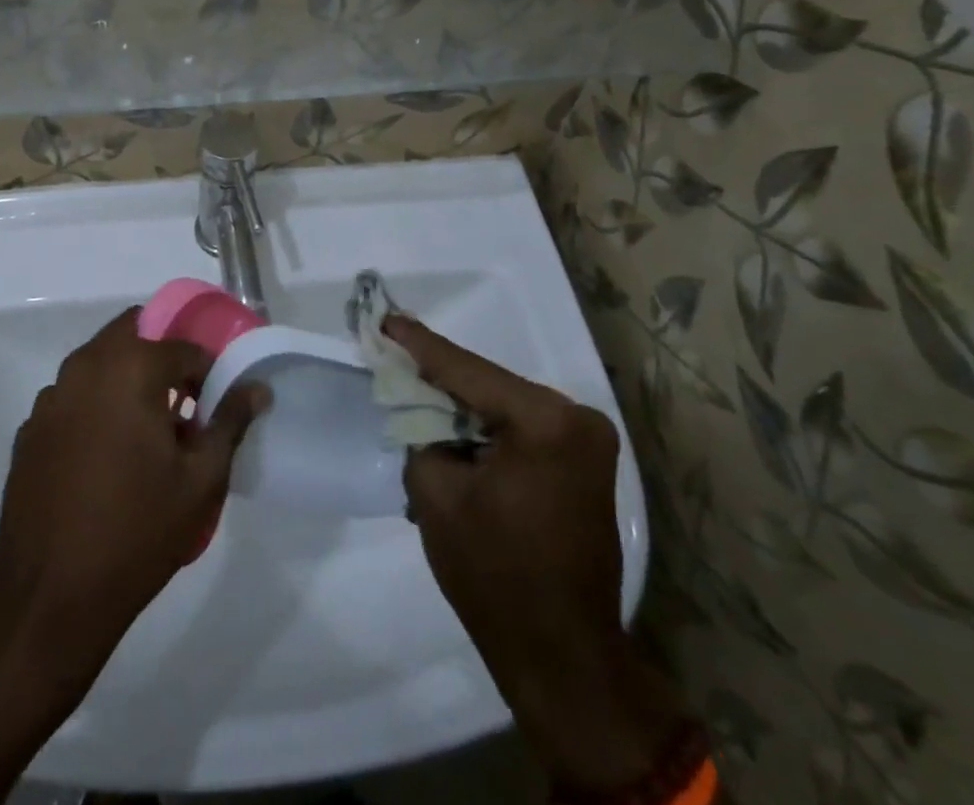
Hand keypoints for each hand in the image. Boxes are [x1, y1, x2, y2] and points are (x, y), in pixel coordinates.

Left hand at [0, 310, 261, 804]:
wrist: (49, 596)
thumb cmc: (137, 532)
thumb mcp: (200, 481)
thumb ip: (229, 422)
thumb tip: (256, 387)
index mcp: (130, 368)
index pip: (183, 347)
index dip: (206, 373)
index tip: (213, 407)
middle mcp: (85, 367)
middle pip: (133, 333)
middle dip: (162, 357)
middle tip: (183, 403)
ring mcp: (50, 397)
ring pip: (99, 363)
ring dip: (127, 379)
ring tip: (147, 434)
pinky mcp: (29, 428)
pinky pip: (73, 397)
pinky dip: (96, 406)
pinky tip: (105, 457)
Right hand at [391, 314, 688, 796]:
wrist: (562, 655)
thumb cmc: (493, 574)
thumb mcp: (435, 491)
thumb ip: (420, 430)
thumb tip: (417, 403)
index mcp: (545, 421)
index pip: (466, 371)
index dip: (419, 345)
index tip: (385, 318)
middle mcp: (576, 419)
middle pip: (488, 384)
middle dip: (439, 375)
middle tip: (394, 352)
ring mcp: (588, 441)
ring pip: (504, 404)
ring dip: (462, 402)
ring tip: (415, 384)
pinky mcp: (584, 463)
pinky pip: (522, 427)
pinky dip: (486, 425)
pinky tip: (452, 420)